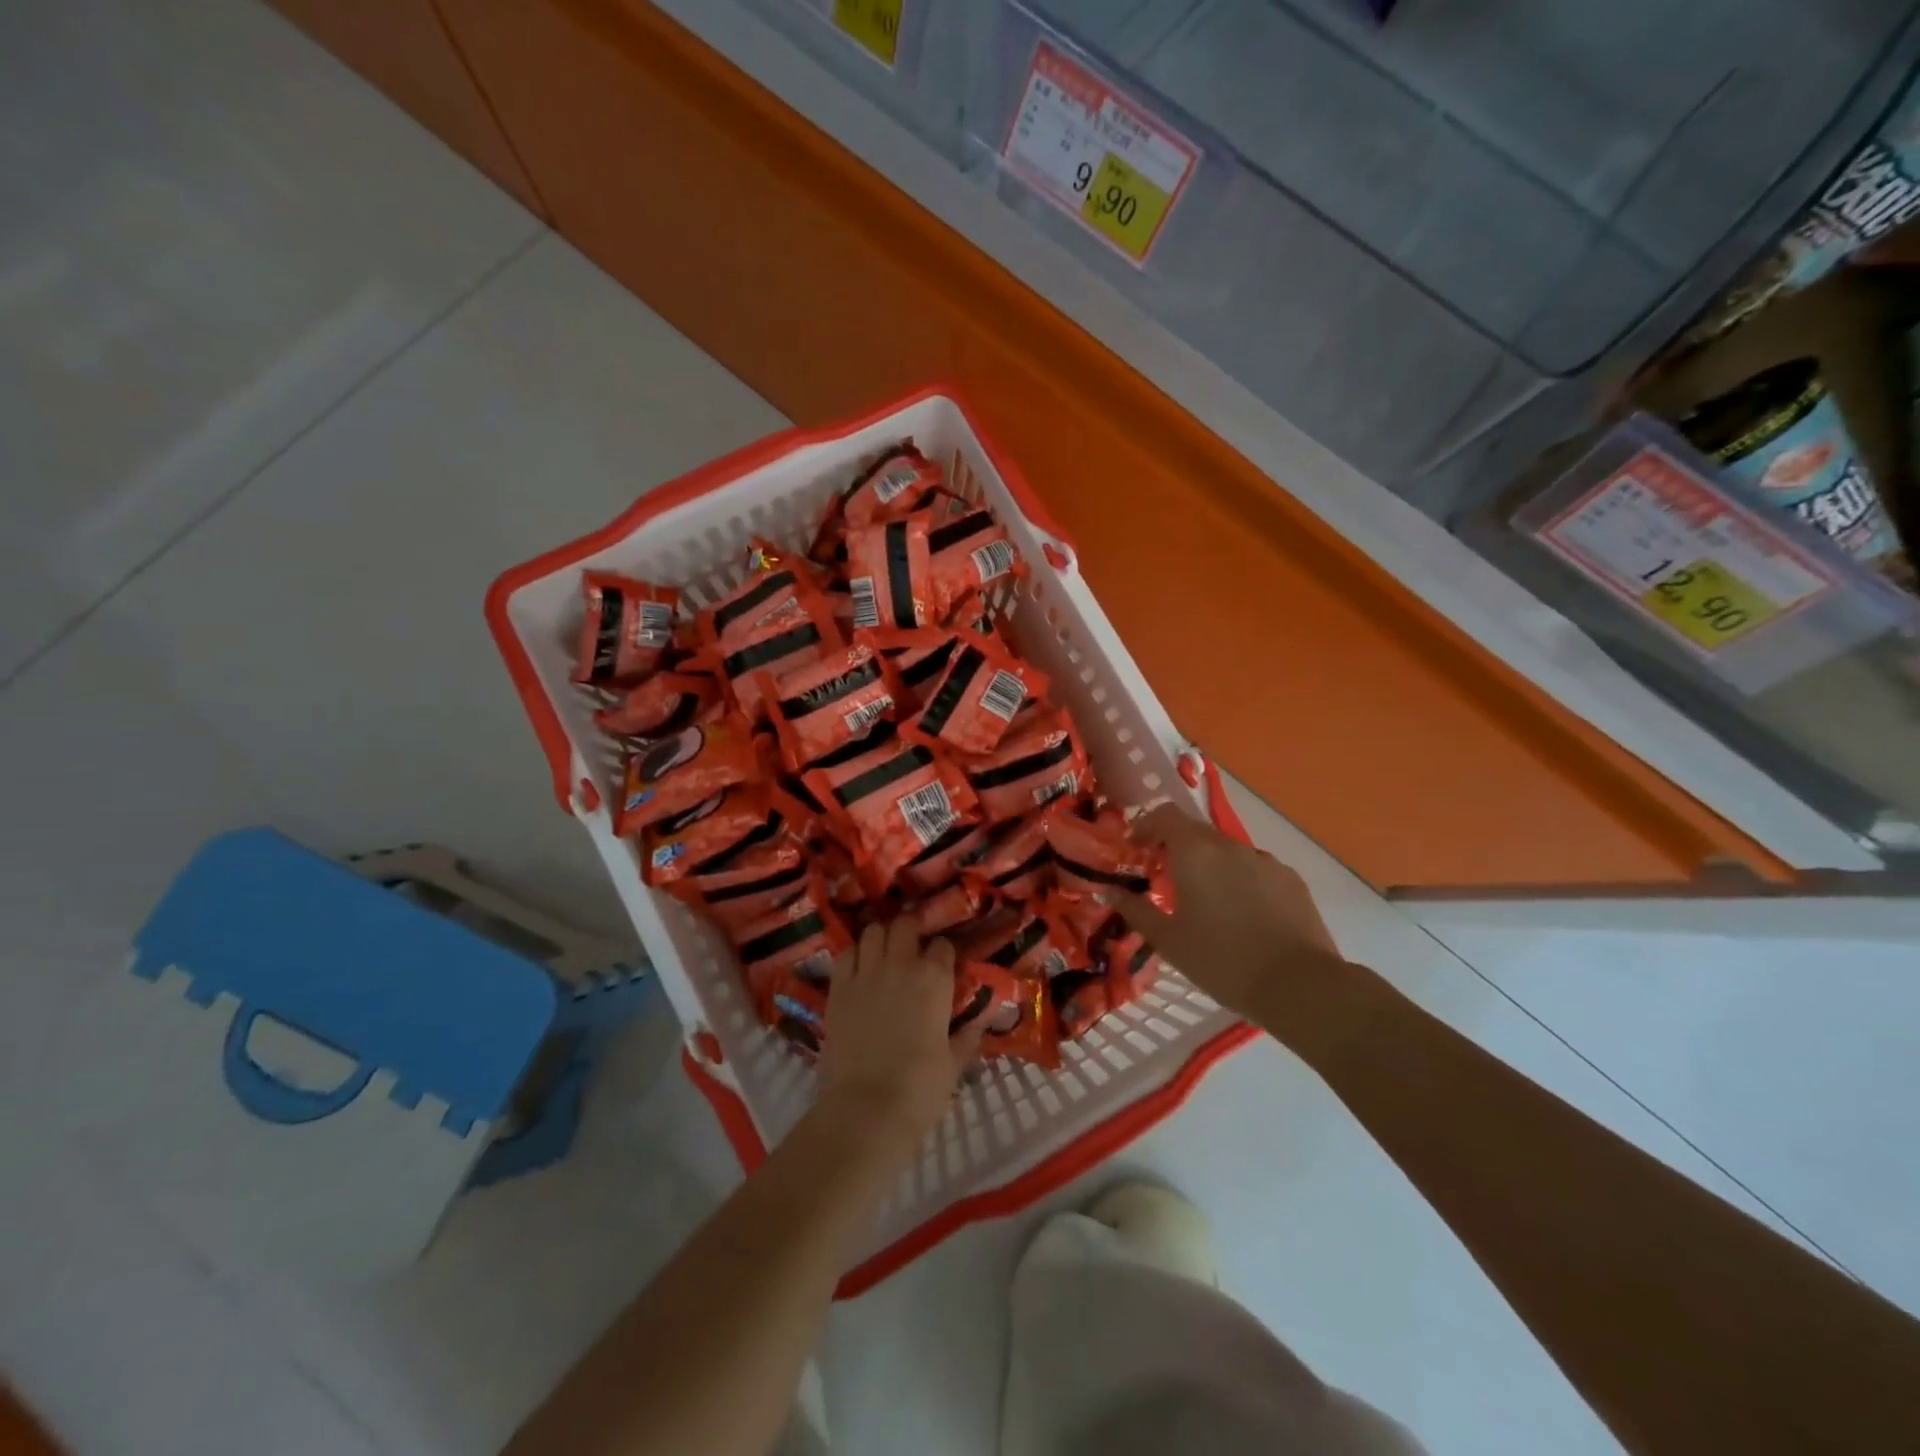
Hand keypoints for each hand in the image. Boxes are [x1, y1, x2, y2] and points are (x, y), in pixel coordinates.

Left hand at [813, 915, 981, 1158]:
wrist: (866, 1109)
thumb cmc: (920, 1089)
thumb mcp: (954, 1064)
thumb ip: (967, 1037)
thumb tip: (979, 1024)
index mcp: (935, 979)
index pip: (942, 945)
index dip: (943, 952)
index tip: (943, 964)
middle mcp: (901, 965)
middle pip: (905, 924)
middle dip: (911, 929)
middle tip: (913, 945)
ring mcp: (866, 973)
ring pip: (873, 931)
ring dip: (881, 937)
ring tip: (884, 952)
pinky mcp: (838, 988)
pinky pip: (846, 954)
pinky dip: (855, 954)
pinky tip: (859, 968)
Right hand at [1116, 803, 1347, 1024]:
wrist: (1299, 985)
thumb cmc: (1221, 960)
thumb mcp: (1168, 940)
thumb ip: (1135, 910)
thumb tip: (1109, 891)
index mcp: (1195, 852)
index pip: (1165, 815)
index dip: (1147, 826)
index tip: (1136, 850)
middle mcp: (1229, 846)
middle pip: (1196, 833)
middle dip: (1176, 849)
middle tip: (1165, 881)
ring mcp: (1265, 861)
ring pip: (1227, 853)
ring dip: (1210, 866)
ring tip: (1207, 904)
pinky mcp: (1291, 879)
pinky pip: (1255, 870)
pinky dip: (1240, 881)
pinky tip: (1242, 916)